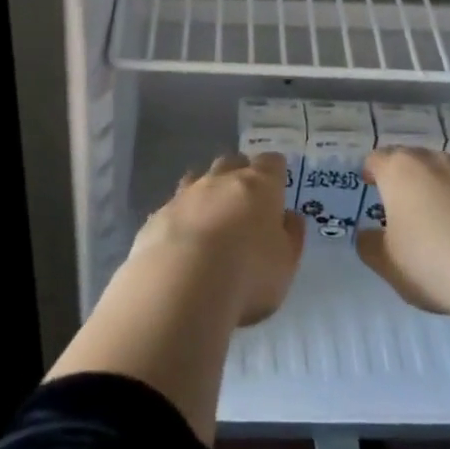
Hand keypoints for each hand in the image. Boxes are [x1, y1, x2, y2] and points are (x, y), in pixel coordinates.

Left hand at [131, 152, 305, 325]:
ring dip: (207, 191)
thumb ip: (291, 236)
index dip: (275, 172)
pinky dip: (182, 216)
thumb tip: (290, 216)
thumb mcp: (286, 264)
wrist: (181, 285)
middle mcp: (221, 180)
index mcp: (259, 185)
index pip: (271, 163)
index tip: (277, 186)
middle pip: (232, 163)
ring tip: (212, 216)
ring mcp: (186, 194)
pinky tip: (183, 240)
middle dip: (239, 174)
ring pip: (198, 178)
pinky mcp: (158, 215)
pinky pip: (174, 206)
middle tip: (245, 200)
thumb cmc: (248, 274)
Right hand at [356, 146, 449, 314]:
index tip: (370, 186)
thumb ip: (370, 245)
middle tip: (401, 205)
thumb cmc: (429, 261)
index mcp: (400, 170)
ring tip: (438, 220)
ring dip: (439, 189)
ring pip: (447, 175)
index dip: (371, 171)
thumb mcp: (387, 263)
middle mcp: (435, 162)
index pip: (377, 159)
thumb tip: (368, 235)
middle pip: (413, 160)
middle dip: (405, 178)